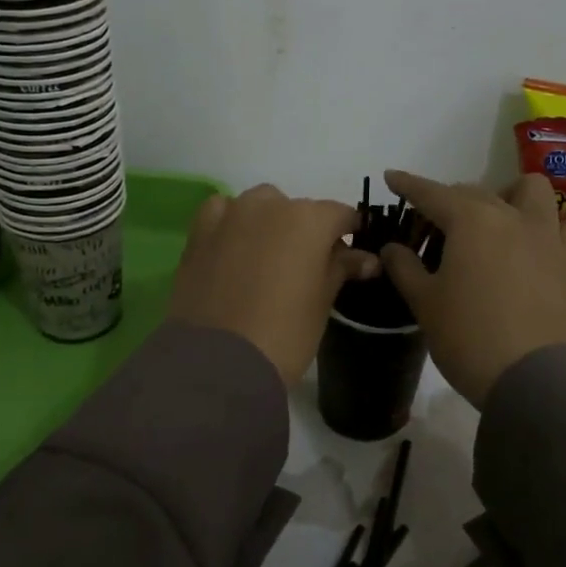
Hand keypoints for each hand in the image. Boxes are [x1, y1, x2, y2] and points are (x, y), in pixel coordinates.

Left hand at [169, 185, 379, 386]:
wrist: (218, 361)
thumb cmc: (285, 333)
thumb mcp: (322, 301)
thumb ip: (341, 268)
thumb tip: (366, 259)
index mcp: (309, 219)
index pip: (340, 214)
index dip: (349, 232)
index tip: (352, 252)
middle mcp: (270, 205)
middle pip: (298, 209)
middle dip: (307, 230)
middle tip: (308, 265)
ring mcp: (231, 214)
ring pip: (259, 205)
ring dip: (269, 223)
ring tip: (269, 258)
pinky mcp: (200, 231)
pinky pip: (222, 213)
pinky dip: (233, 223)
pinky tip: (234, 247)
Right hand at [378, 169, 565, 406]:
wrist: (533, 378)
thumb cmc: (468, 336)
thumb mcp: (425, 303)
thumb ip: (405, 267)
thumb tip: (392, 248)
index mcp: (471, 220)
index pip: (432, 193)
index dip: (409, 184)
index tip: (391, 177)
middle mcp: (511, 216)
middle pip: (475, 191)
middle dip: (450, 199)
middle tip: (433, 227)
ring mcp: (545, 237)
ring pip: (532, 191)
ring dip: (509, 195)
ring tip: (494, 220)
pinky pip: (564, 226)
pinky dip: (548, 225)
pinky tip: (535, 242)